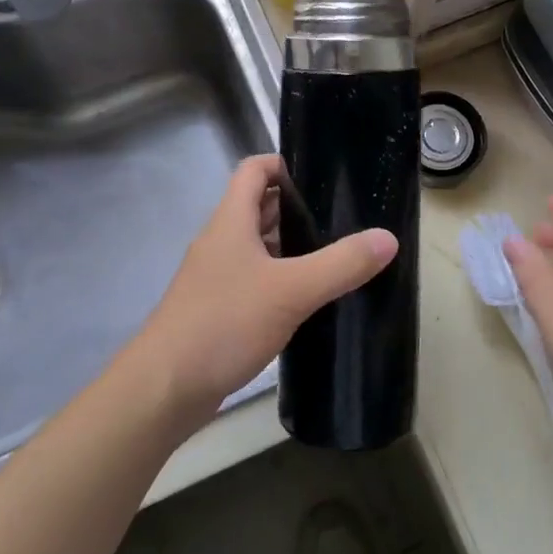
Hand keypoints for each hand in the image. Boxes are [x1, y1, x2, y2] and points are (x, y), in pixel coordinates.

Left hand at [135, 154, 397, 423]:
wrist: (164, 389)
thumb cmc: (223, 323)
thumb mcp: (291, 290)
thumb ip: (340, 264)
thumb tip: (388, 238)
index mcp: (230, 221)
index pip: (254, 170)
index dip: (284, 164)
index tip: (322, 175)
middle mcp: (220, 242)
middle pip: (258, 207)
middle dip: (297, 208)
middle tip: (342, 217)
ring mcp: (216, 277)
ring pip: (258, 246)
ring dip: (291, 246)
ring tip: (335, 255)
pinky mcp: (217, 310)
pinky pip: (254, 280)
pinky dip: (280, 280)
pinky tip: (308, 299)